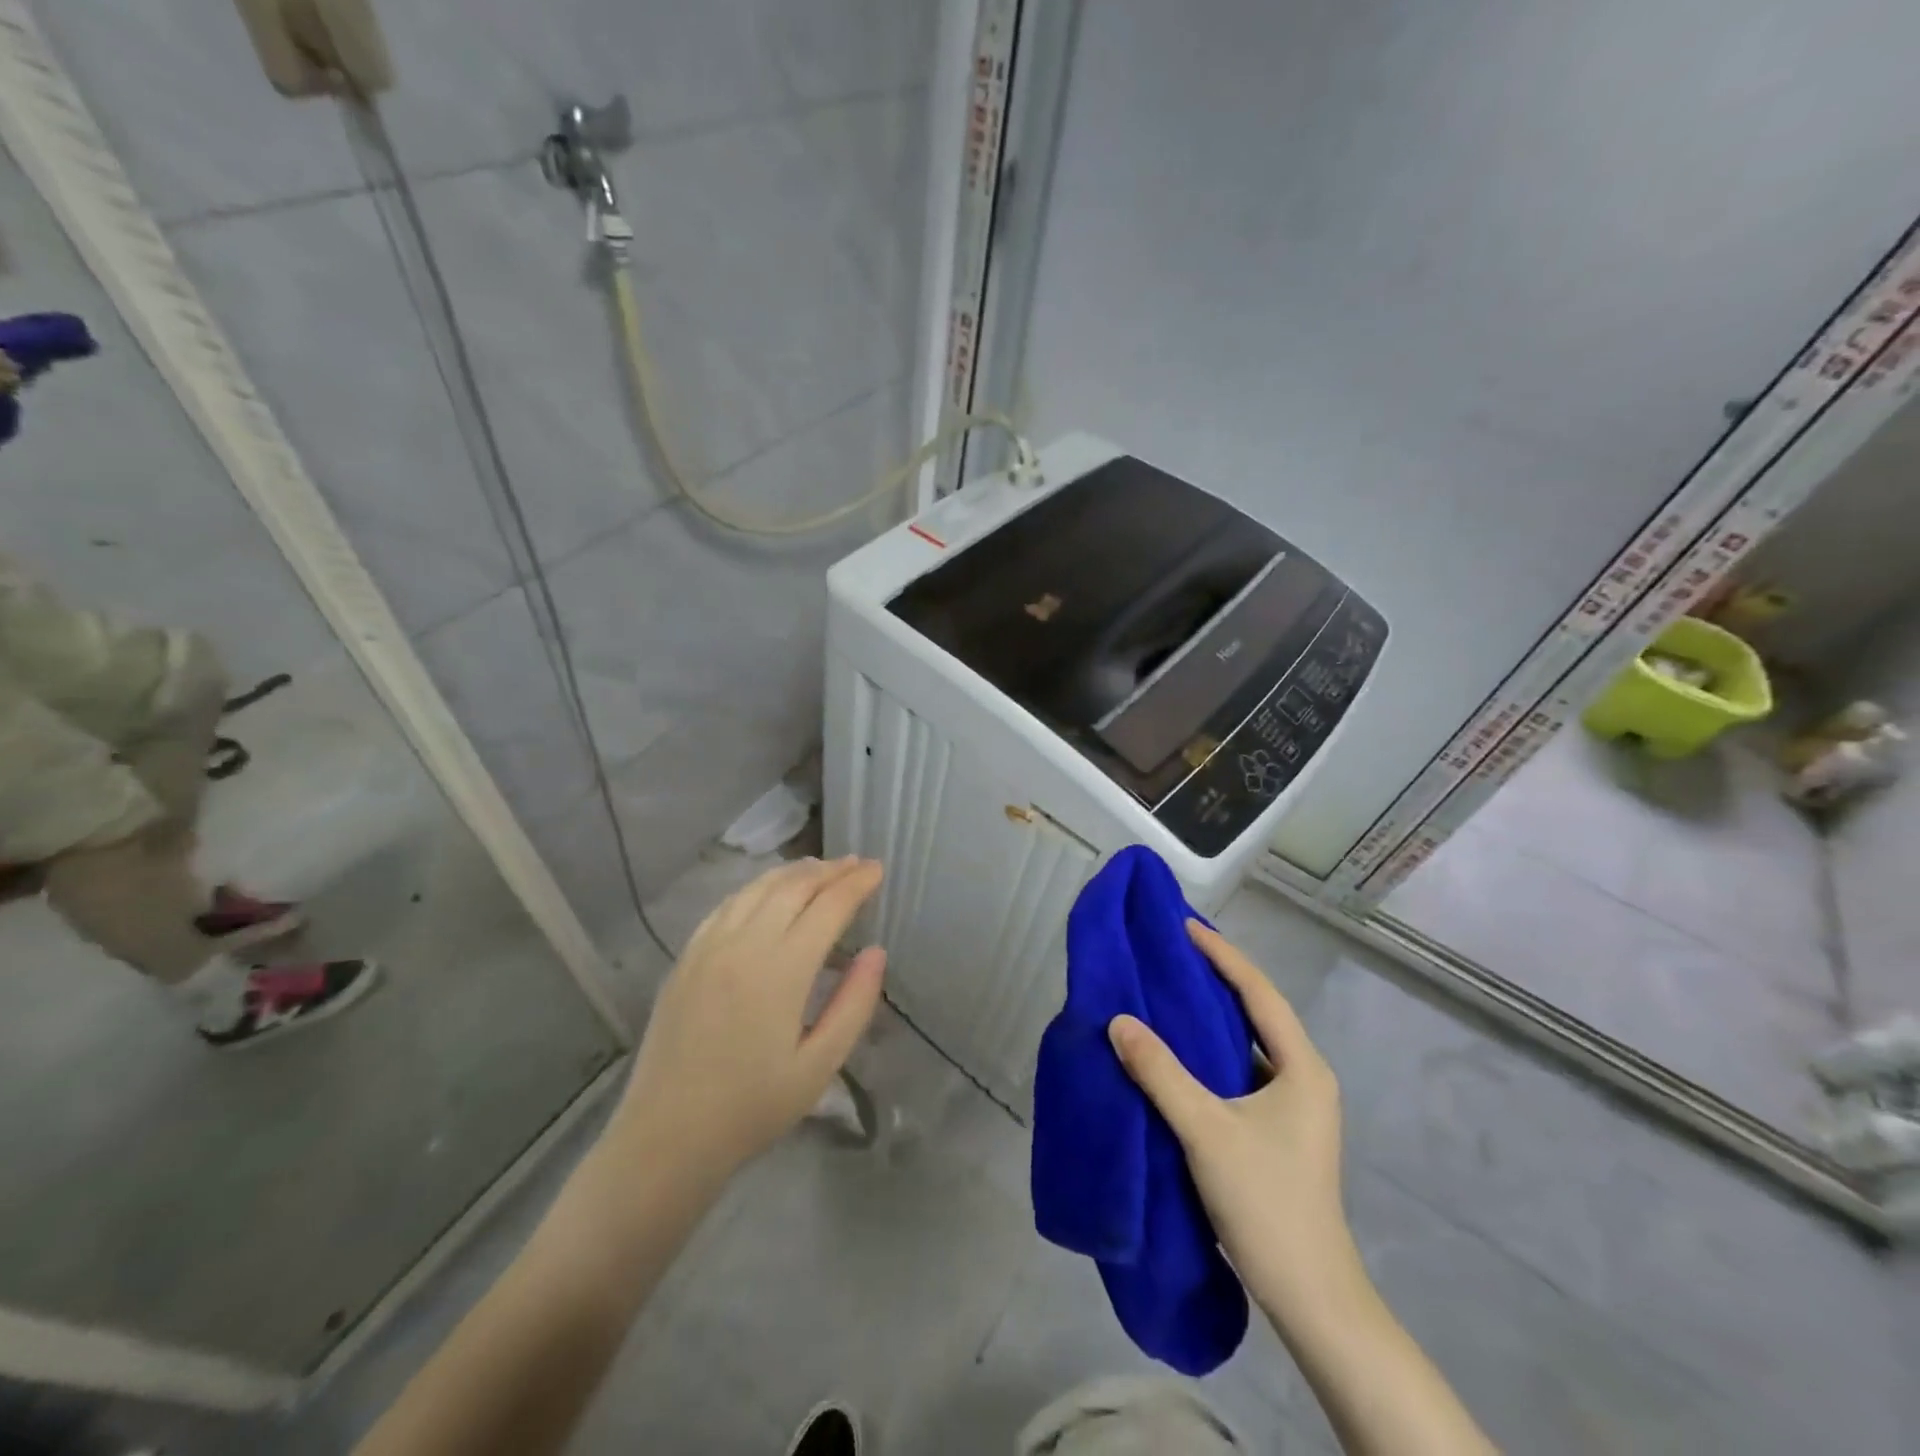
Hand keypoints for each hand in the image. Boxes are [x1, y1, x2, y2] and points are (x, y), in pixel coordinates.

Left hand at [608, 857, 887, 1188]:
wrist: (666, 1138)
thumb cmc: (752, 1108)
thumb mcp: (819, 1066)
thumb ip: (853, 1004)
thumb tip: (876, 953)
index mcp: (781, 970)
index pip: (828, 907)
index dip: (857, 884)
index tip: (878, 869)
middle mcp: (743, 944)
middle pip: (793, 887)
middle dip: (830, 870)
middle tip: (857, 864)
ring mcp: (708, 947)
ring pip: (757, 888)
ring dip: (794, 873)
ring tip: (820, 869)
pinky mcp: (686, 958)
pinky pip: (727, 905)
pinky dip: (757, 888)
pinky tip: (768, 893)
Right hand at [1108, 921, 1357, 1323]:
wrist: (1309, 1296)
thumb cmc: (1266, 1201)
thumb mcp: (1206, 1130)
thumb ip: (1160, 1072)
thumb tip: (1118, 1021)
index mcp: (1303, 1068)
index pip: (1260, 993)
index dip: (1223, 956)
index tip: (1186, 927)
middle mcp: (1305, 1080)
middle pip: (1259, 1014)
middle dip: (1218, 980)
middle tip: (1173, 954)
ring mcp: (1295, 1110)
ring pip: (1250, 1046)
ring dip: (1215, 1019)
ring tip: (1170, 995)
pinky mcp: (1279, 1133)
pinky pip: (1242, 1074)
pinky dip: (1212, 1055)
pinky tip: (1180, 1056)